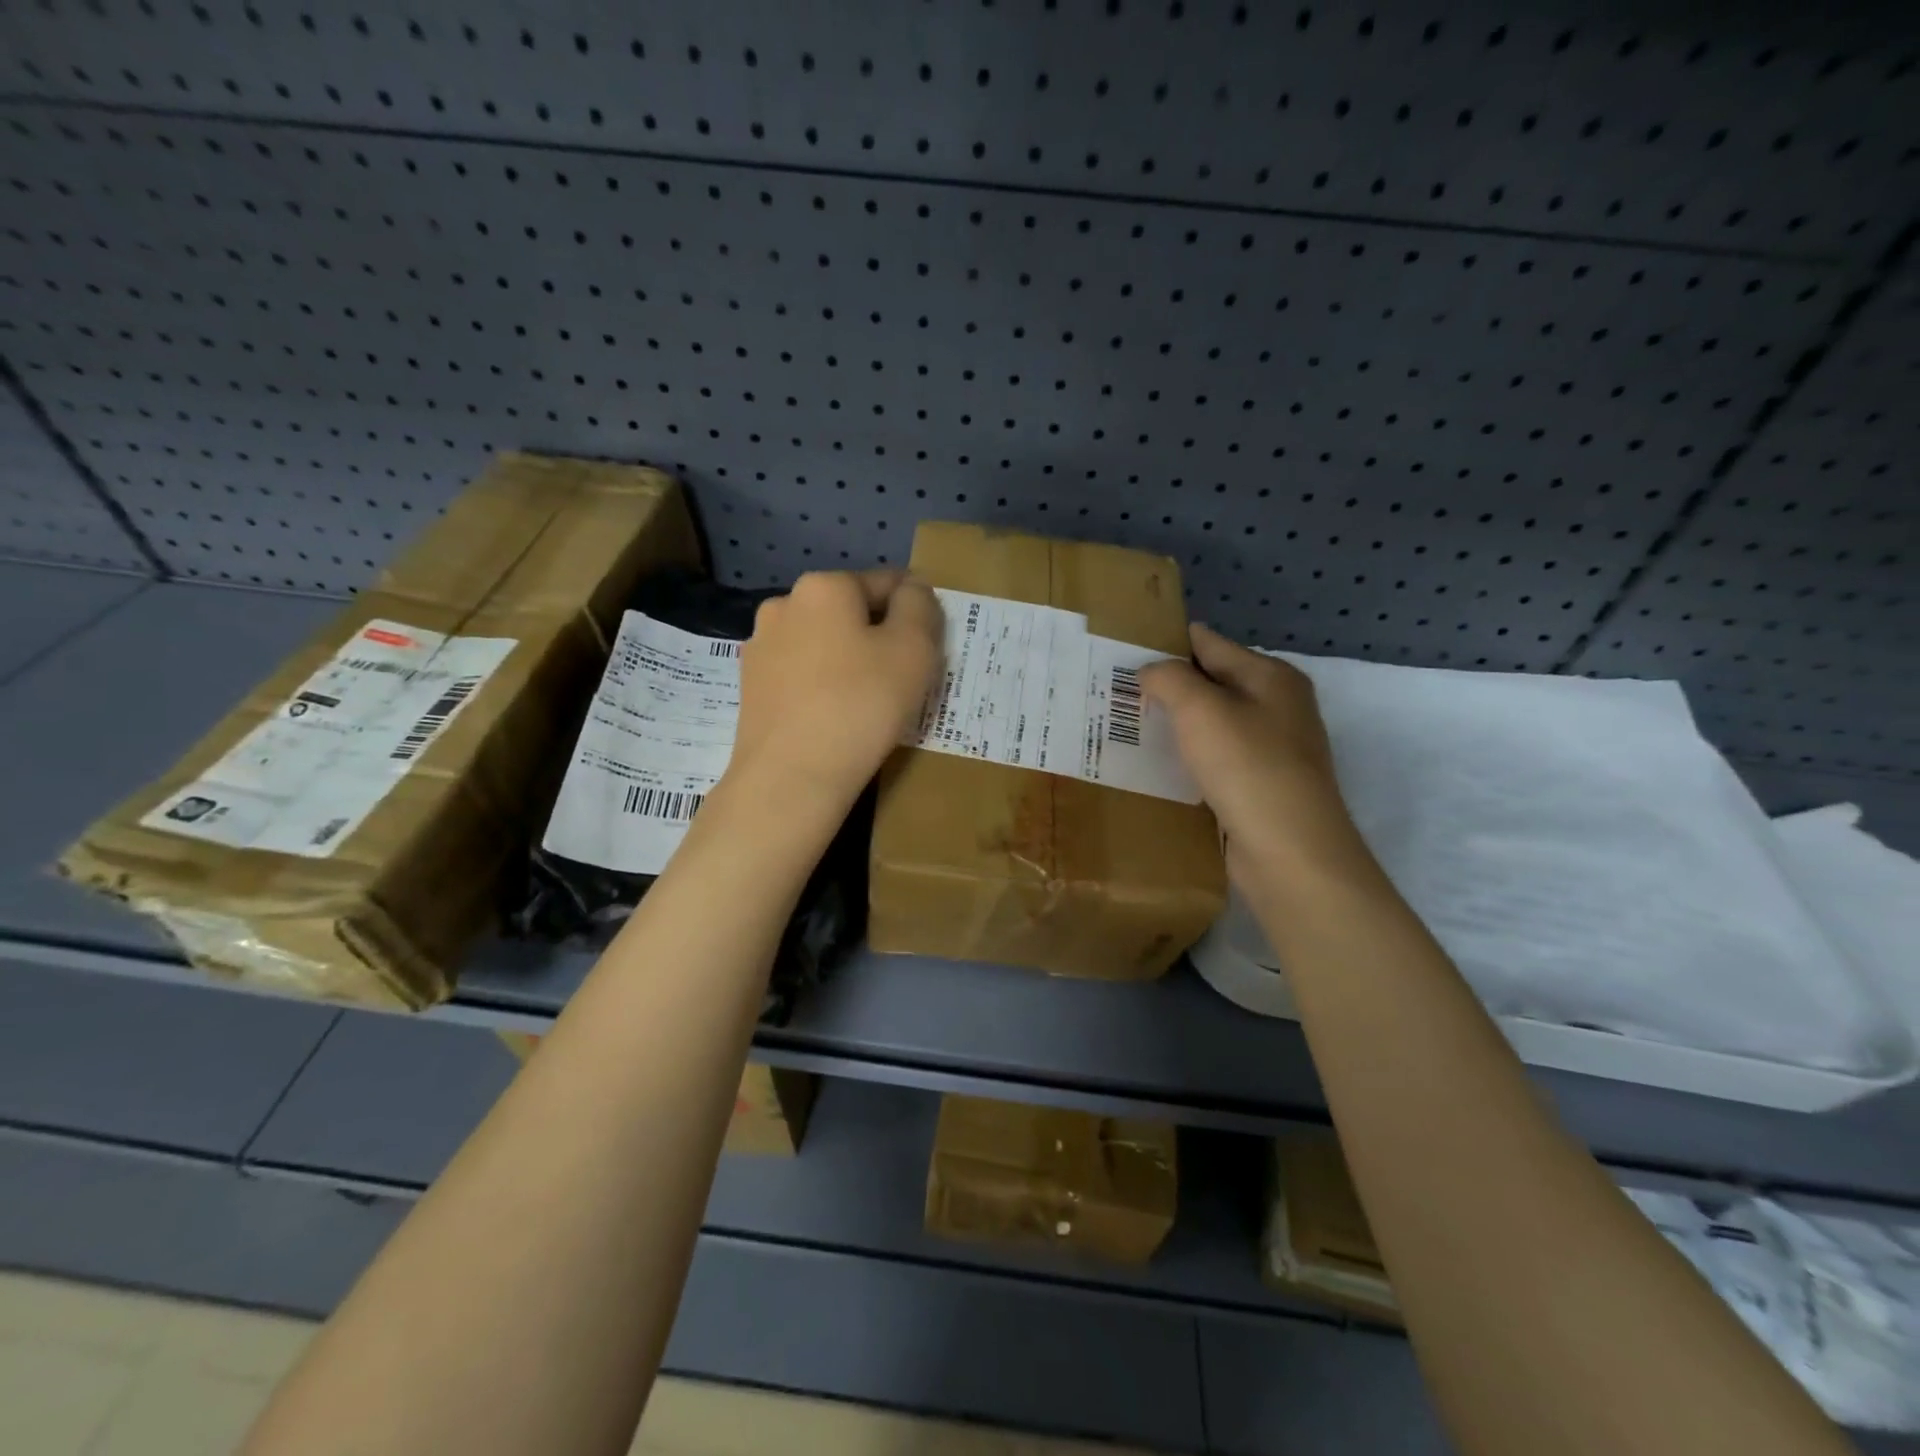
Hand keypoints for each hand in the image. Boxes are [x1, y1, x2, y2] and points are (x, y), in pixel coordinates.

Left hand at [731, 569, 942, 806]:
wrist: (791, 776)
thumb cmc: (861, 705)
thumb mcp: (913, 649)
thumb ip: (919, 606)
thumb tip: (911, 590)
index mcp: (824, 586)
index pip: (887, 583)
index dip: (915, 613)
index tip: (928, 650)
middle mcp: (784, 604)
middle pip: (850, 612)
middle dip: (878, 636)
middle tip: (901, 680)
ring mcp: (760, 647)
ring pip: (823, 644)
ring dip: (847, 660)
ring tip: (866, 702)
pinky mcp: (750, 686)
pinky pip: (801, 674)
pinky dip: (822, 685)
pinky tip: (834, 716)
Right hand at [1139, 624, 1372, 886]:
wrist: (1290, 851)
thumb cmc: (1247, 767)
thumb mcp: (1200, 708)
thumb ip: (1169, 678)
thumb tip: (1151, 672)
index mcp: (1271, 677)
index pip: (1210, 644)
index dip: (1167, 644)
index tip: (1123, 651)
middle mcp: (1278, 706)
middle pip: (1212, 683)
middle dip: (1169, 687)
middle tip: (1118, 693)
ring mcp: (1273, 749)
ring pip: (1212, 725)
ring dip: (1177, 726)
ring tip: (1129, 728)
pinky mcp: (1261, 786)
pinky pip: (1216, 760)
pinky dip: (1189, 758)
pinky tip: (1160, 767)